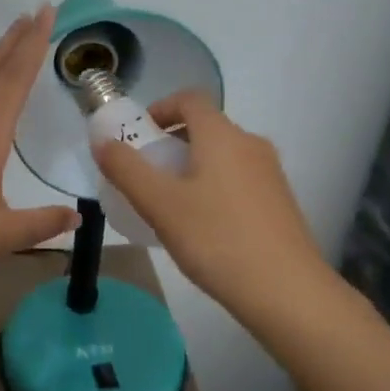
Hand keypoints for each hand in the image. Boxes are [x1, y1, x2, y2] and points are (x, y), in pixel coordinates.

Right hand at [93, 92, 335, 333]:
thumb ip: (126, 169)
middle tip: (146, 175)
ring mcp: (270, 173)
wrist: (287, 291)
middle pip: (206, 127)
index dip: (160, 108)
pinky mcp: (280, 202)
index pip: (190, 99)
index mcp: (222, 135)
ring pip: (223, 155)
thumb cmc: (217, 239)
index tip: (138, 136)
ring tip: (170, 204)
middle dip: (171, 143)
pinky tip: (203, 226)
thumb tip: (102, 141)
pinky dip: (214, 186)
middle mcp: (251, 144)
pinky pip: (238, 179)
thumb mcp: (159, 204)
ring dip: (192, 167)